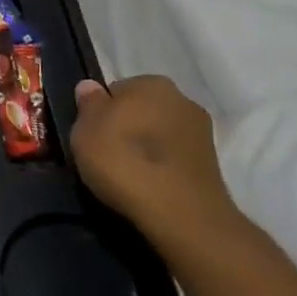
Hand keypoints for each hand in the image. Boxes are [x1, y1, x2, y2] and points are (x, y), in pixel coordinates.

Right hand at [70, 76, 240, 247]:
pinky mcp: (211, 164)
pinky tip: (149, 186)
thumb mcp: (85, 130)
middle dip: (128, 127)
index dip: (102, 112)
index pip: (117, 90)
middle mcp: (182, 99)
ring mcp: (202, 132)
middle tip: (107, 154)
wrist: (179, 212)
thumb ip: (88, 104)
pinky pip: (174, 158)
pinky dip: (162, 168)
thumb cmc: (123, 160)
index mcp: (151, 83)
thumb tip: (90, 86)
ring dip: (147, 147)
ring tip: (128, 175)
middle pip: (143, 110)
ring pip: (160, 134)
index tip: (93, 135)